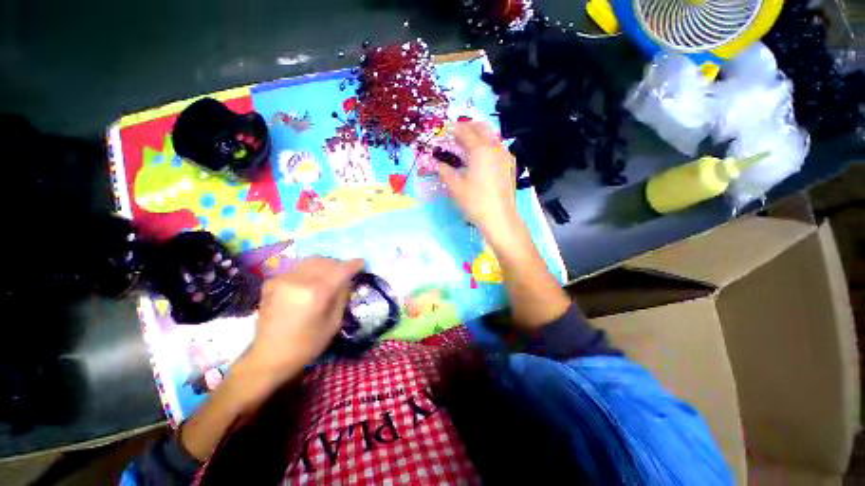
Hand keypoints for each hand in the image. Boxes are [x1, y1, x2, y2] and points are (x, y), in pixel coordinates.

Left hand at [246, 257, 364, 383]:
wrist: (268, 357)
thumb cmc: (306, 345)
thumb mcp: (333, 323)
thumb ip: (342, 297)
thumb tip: (347, 280)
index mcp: (317, 292)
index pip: (341, 269)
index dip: (354, 264)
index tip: (362, 263)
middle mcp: (299, 280)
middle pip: (326, 261)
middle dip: (339, 264)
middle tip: (346, 273)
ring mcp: (283, 279)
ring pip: (311, 260)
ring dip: (325, 264)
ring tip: (329, 274)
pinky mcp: (272, 282)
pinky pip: (297, 267)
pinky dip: (309, 270)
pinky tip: (310, 282)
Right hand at [438, 122, 521, 244]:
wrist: (499, 218)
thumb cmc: (475, 201)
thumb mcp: (455, 186)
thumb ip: (444, 171)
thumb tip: (437, 164)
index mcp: (480, 149)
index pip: (464, 132)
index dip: (452, 129)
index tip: (444, 130)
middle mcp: (495, 147)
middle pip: (480, 128)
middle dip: (467, 127)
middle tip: (456, 133)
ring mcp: (505, 156)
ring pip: (491, 136)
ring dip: (478, 135)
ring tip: (467, 145)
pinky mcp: (510, 165)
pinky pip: (498, 148)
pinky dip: (487, 146)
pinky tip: (482, 157)